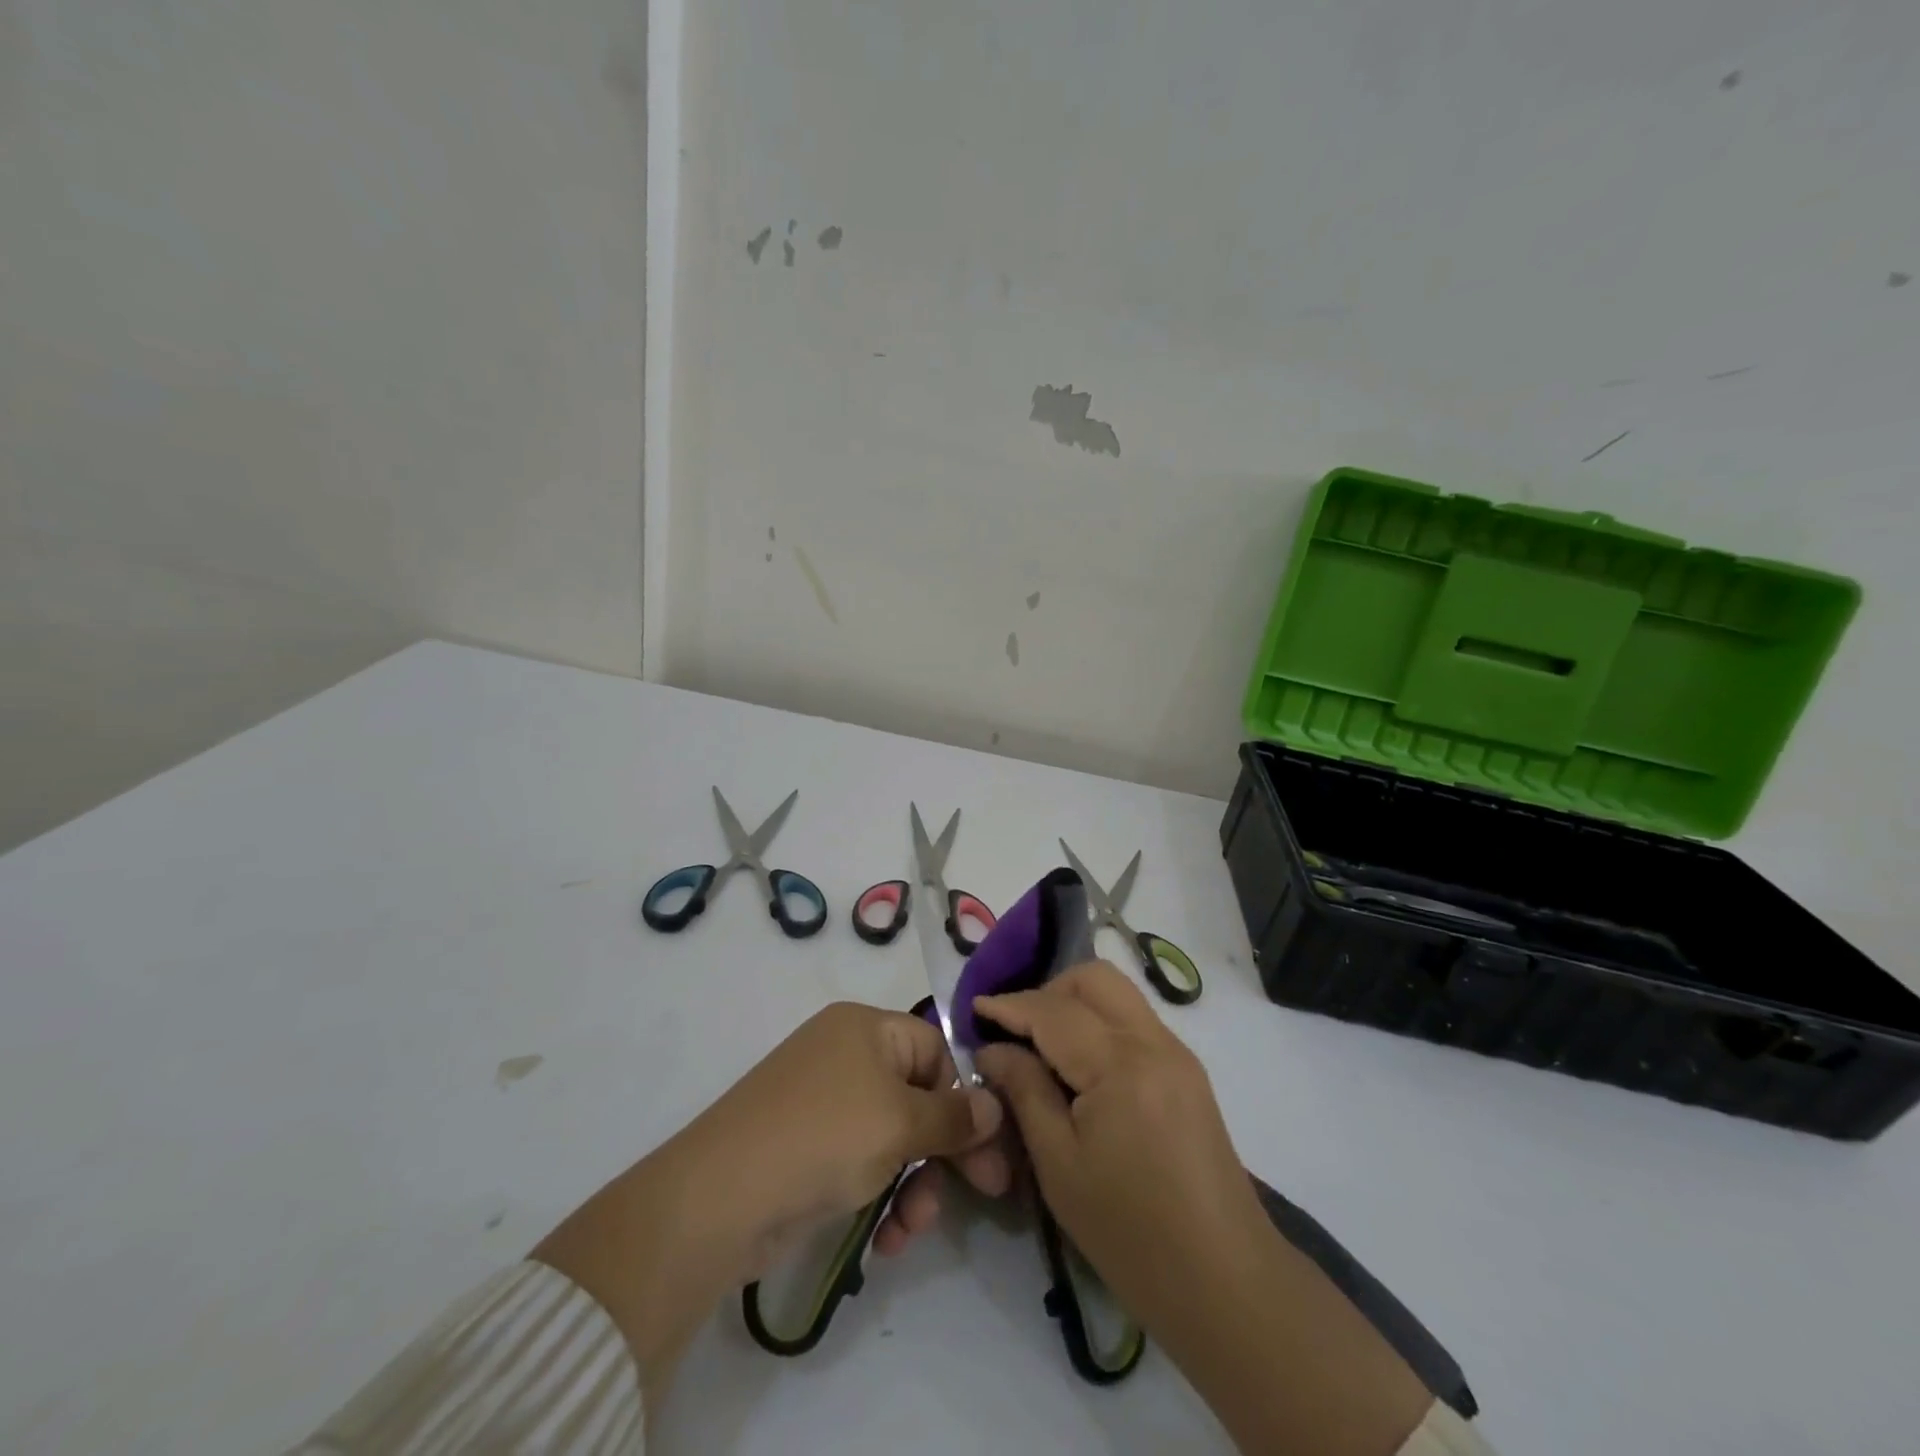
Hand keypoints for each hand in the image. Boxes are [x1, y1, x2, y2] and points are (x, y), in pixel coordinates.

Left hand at [675, 1000, 1011, 1271]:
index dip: (961, 1096)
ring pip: (894, 1138)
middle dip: (945, 1151)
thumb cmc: (824, 1138)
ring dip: (915, 1184)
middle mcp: (846, 1056)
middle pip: (918, 1097)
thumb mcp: (899, 1123)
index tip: (987, 1148)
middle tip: (986, 1193)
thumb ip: (954, 1117)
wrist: (720, 1198)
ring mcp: (824, 1104)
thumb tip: (996, 1104)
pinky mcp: (809, 1149)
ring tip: (911, 1229)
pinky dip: (881, 1195)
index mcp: (867, 1028)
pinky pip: (864, 1162)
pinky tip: (885, 1239)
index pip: (935, 1050)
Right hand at [976, 963, 1430, 1455]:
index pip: (1054, 1010)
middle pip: (1094, 978)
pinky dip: (1099, 1023)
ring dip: (1074, 1003)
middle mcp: (1154, 1041)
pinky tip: (1079, 1065)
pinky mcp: (1187, 1072)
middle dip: (1047, 990)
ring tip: (1042, 1046)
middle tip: (1014, 1030)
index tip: (973, 1009)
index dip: (1009, 1005)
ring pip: (1117, 994)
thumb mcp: (1059, 1165)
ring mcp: (1177, 1053)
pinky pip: (1134, 1021)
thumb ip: (1024, 1091)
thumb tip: (993, 1049)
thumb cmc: (1130, 1233)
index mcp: (1121, 1064)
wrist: (1225, 1282)